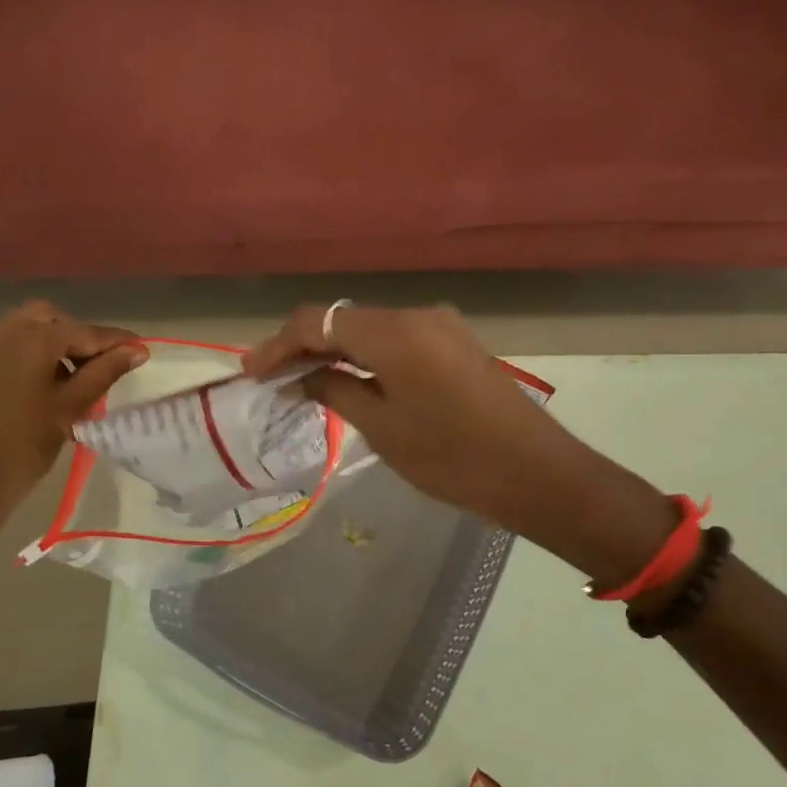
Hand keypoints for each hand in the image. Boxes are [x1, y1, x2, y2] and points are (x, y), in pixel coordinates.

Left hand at [0, 302, 145, 596]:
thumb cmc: (18, 446)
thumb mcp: (68, 409)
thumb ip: (103, 374)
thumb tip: (136, 349)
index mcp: (32, 336)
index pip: (85, 332)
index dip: (115, 342)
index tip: (141, 351)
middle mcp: (2, 328)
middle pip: (50, 321)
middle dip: (77, 338)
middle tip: (98, 369)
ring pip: (24, 331)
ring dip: (50, 347)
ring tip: (70, 384)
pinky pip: (3, 346)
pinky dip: (26, 356)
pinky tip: (38, 389)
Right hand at [243, 305, 680, 589]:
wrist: (535, 472)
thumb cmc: (451, 456)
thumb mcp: (382, 428)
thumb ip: (335, 389)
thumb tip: (303, 375)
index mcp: (395, 331)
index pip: (318, 320)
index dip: (279, 343)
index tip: (251, 371)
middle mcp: (417, 314)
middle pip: (345, 319)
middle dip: (304, 344)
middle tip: (270, 377)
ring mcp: (441, 326)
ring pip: (371, 329)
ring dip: (336, 350)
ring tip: (302, 379)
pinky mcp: (456, 343)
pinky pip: (398, 340)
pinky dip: (367, 356)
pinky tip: (351, 378)